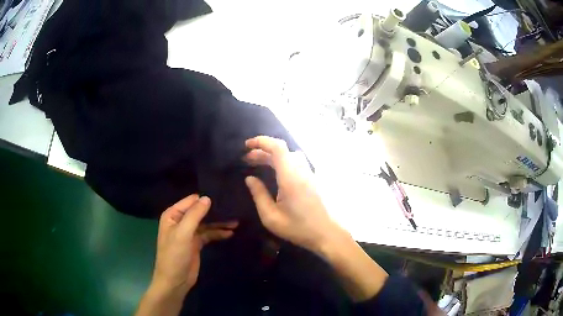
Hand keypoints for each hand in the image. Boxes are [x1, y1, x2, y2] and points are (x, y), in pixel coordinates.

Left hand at [151, 195, 237, 294]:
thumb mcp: (183, 233)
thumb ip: (195, 215)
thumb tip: (208, 198)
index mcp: (173, 215)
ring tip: (236, 221)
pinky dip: (218, 233)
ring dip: (219, 223)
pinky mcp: (196, 243)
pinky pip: (209, 234)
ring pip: (206, 223)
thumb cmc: (175, 255)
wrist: (175, 280)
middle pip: (200, 212)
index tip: (224, 196)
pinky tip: (230, 233)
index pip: (191, 201)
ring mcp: (189, 233)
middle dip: (215, 211)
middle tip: (234, 208)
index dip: (206, 199)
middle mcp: (180, 221)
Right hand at [244, 136, 342, 252]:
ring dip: (272, 155)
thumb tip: (249, 178)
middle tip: (247, 160)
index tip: (247, 145)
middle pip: (281, 150)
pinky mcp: (312, 179)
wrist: (326, 234)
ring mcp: (309, 173)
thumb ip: (258, 195)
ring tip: (259, 164)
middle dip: (262, 151)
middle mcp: (301, 170)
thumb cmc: (298, 228)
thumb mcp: (271, 217)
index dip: (261, 141)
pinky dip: (282, 161)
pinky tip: (275, 172)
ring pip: (289, 155)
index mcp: (290, 177)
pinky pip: (295, 162)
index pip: (277, 147)